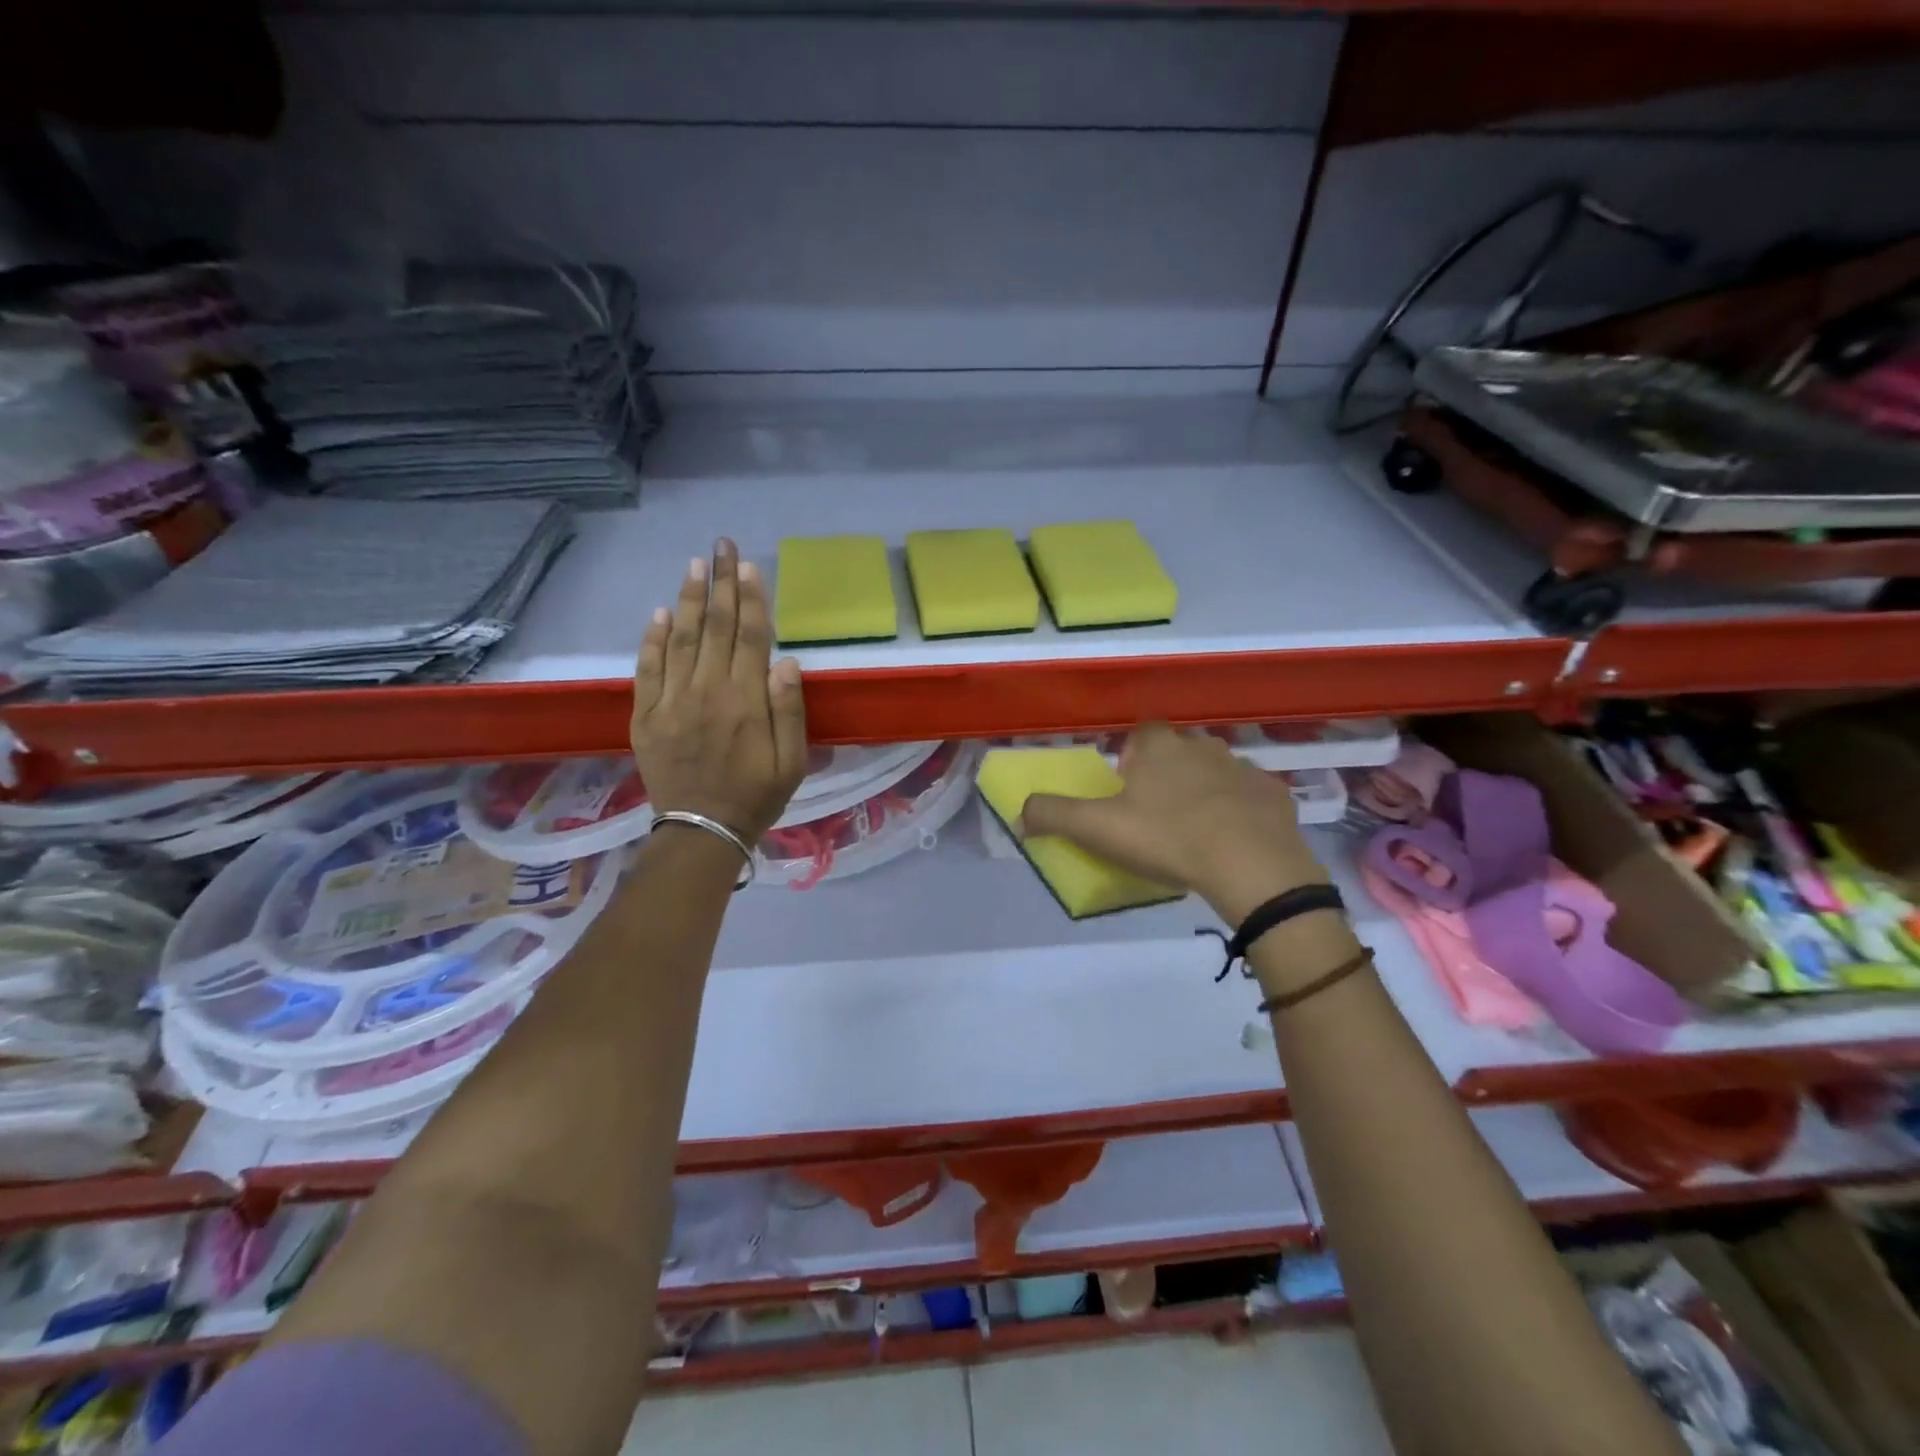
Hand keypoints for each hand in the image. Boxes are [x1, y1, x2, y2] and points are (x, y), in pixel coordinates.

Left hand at [632, 539, 807, 843]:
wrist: (702, 831)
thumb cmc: (756, 796)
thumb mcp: (792, 762)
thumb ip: (789, 710)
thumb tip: (786, 661)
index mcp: (746, 701)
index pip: (751, 637)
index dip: (751, 599)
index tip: (749, 566)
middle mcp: (707, 691)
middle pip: (716, 627)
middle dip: (721, 583)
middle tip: (722, 545)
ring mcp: (672, 702)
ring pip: (680, 639)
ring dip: (688, 599)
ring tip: (694, 565)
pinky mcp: (646, 716)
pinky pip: (647, 669)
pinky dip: (653, 639)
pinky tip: (659, 613)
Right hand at [1021, 723, 1327, 923]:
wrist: (1250, 866)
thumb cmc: (1167, 838)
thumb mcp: (1097, 829)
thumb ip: (1053, 816)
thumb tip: (1019, 813)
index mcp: (1159, 746)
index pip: (1142, 733)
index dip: (1132, 758)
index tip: (1128, 789)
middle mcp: (1202, 745)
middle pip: (1180, 751)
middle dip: (1169, 773)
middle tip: (1158, 815)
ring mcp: (1243, 768)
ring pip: (1217, 771)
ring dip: (1206, 791)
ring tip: (1196, 830)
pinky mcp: (1275, 794)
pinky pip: (1251, 797)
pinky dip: (1241, 812)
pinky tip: (1235, 842)